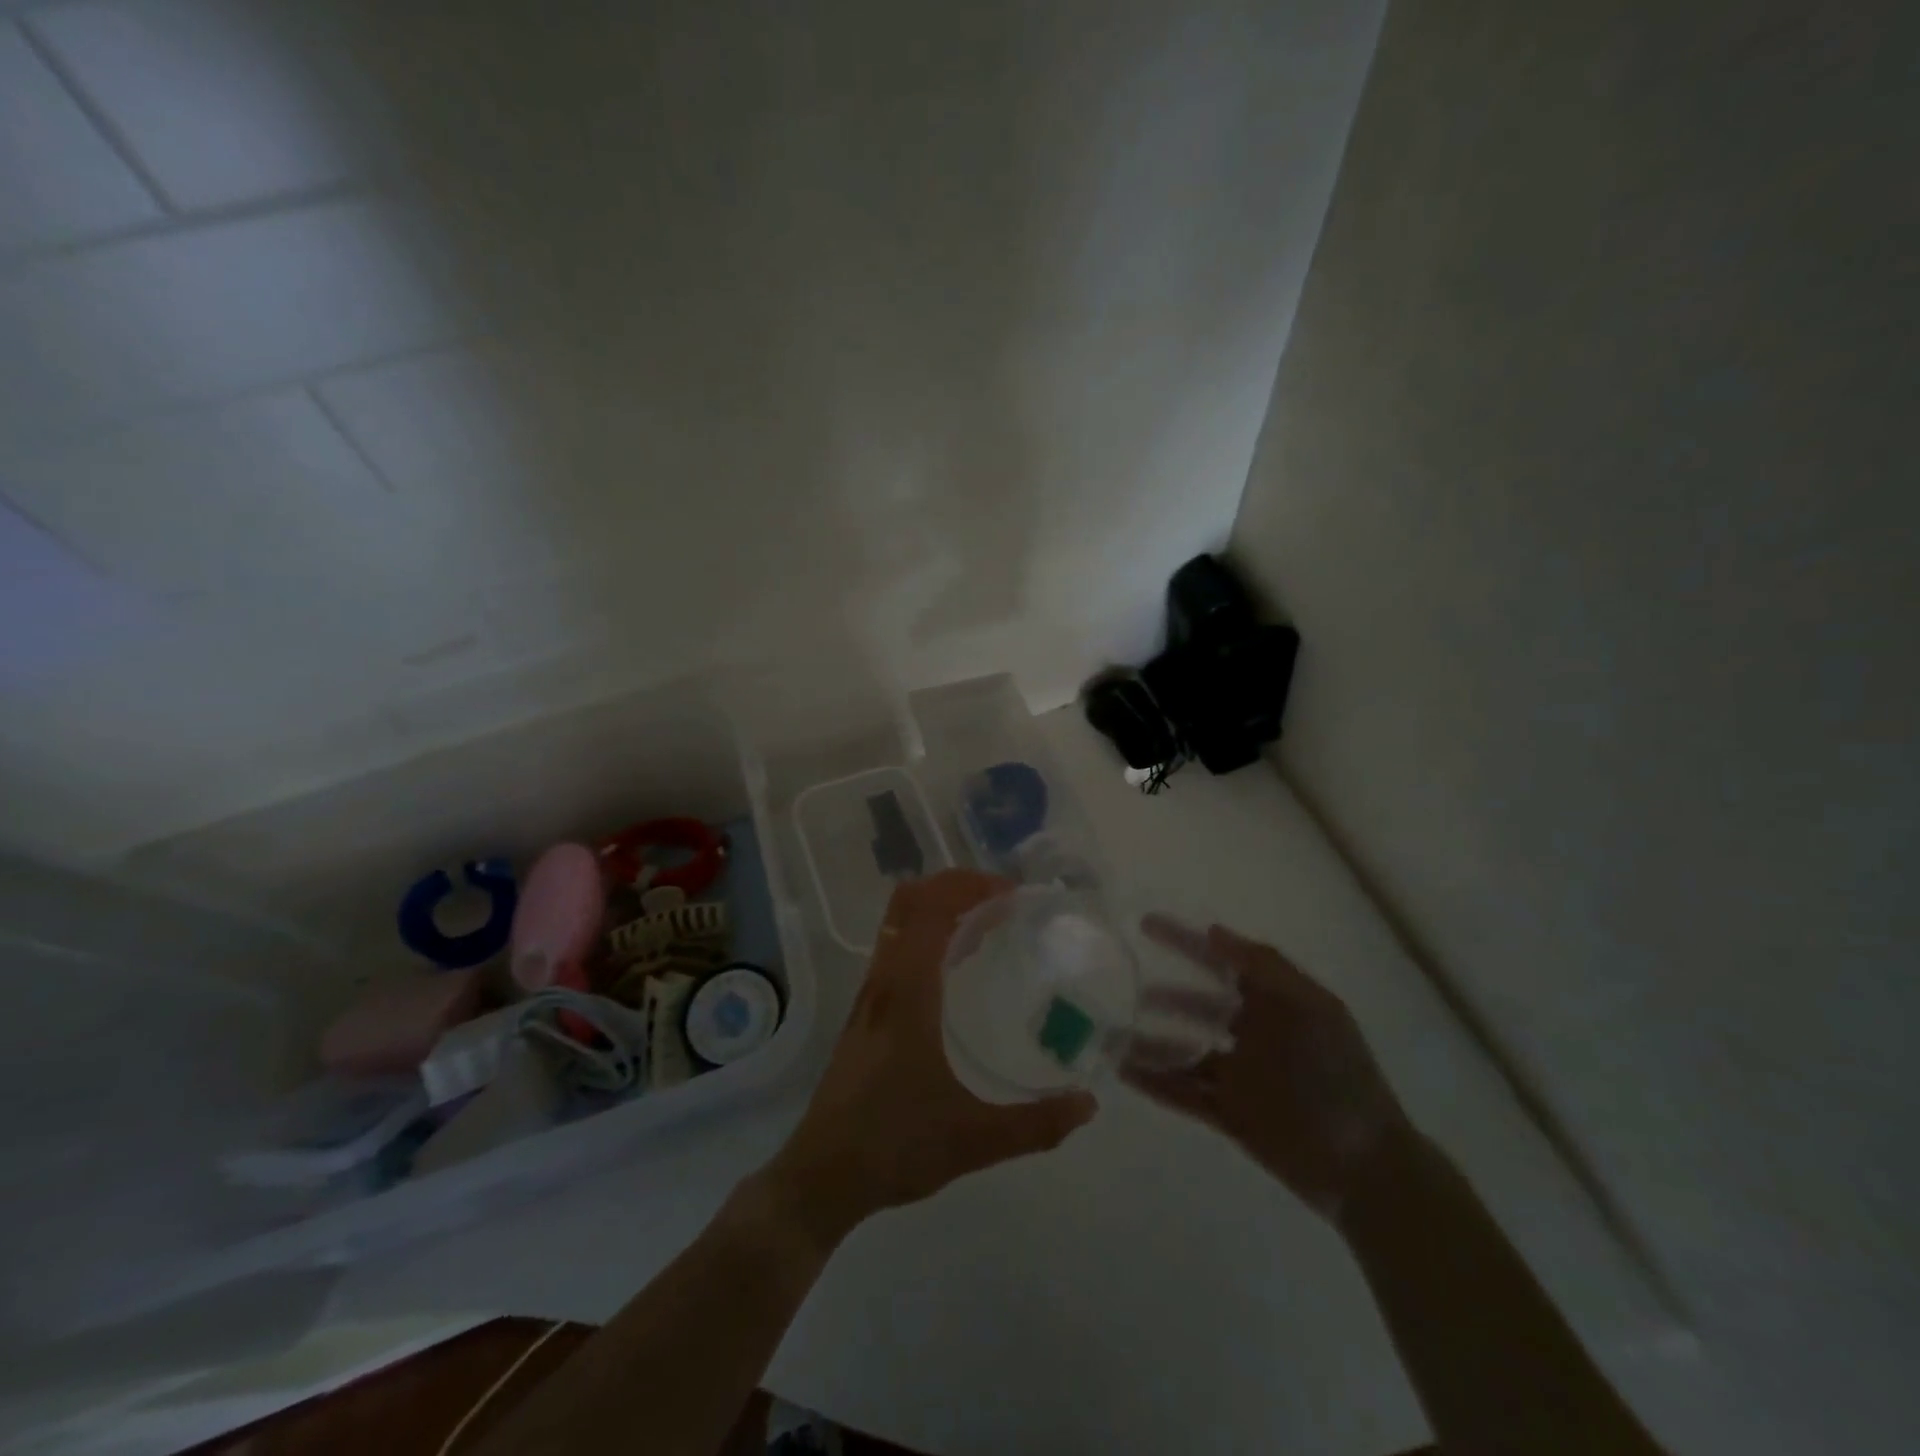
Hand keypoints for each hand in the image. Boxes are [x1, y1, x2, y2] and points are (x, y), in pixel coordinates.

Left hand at [760, 870, 1097, 1246]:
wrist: (822, 1175)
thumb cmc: (895, 1146)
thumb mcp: (974, 1140)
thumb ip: (1036, 1124)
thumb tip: (1087, 1104)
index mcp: (908, 992)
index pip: (932, 910)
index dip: (970, 887)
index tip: (1012, 895)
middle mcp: (885, 980)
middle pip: (910, 901)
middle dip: (955, 886)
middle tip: (1001, 901)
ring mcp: (870, 994)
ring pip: (898, 922)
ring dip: (938, 907)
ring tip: (985, 925)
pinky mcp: (864, 1011)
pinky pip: (894, 947)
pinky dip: (925, 934)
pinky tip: (955, 968)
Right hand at [1122, 917, 1409, 1220]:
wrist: (1366, 1168)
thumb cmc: (1340, 1078)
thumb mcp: (1312, 1009)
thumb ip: (1265, 967)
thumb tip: (1214, 931)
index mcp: (1275, 1004)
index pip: (1222, 962)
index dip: (1186, 941)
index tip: (1146, 925)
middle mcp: (1253, 1033)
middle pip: (1197, 1006)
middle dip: (1164, 997)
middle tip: (1125, 989)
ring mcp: (1239, 1075)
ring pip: (1183, 1051)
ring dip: (1149, 1042)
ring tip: (1112, 1036)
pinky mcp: (1230, 1114)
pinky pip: (1184, 1092)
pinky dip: (1154, 1082)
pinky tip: (1124, 1072)